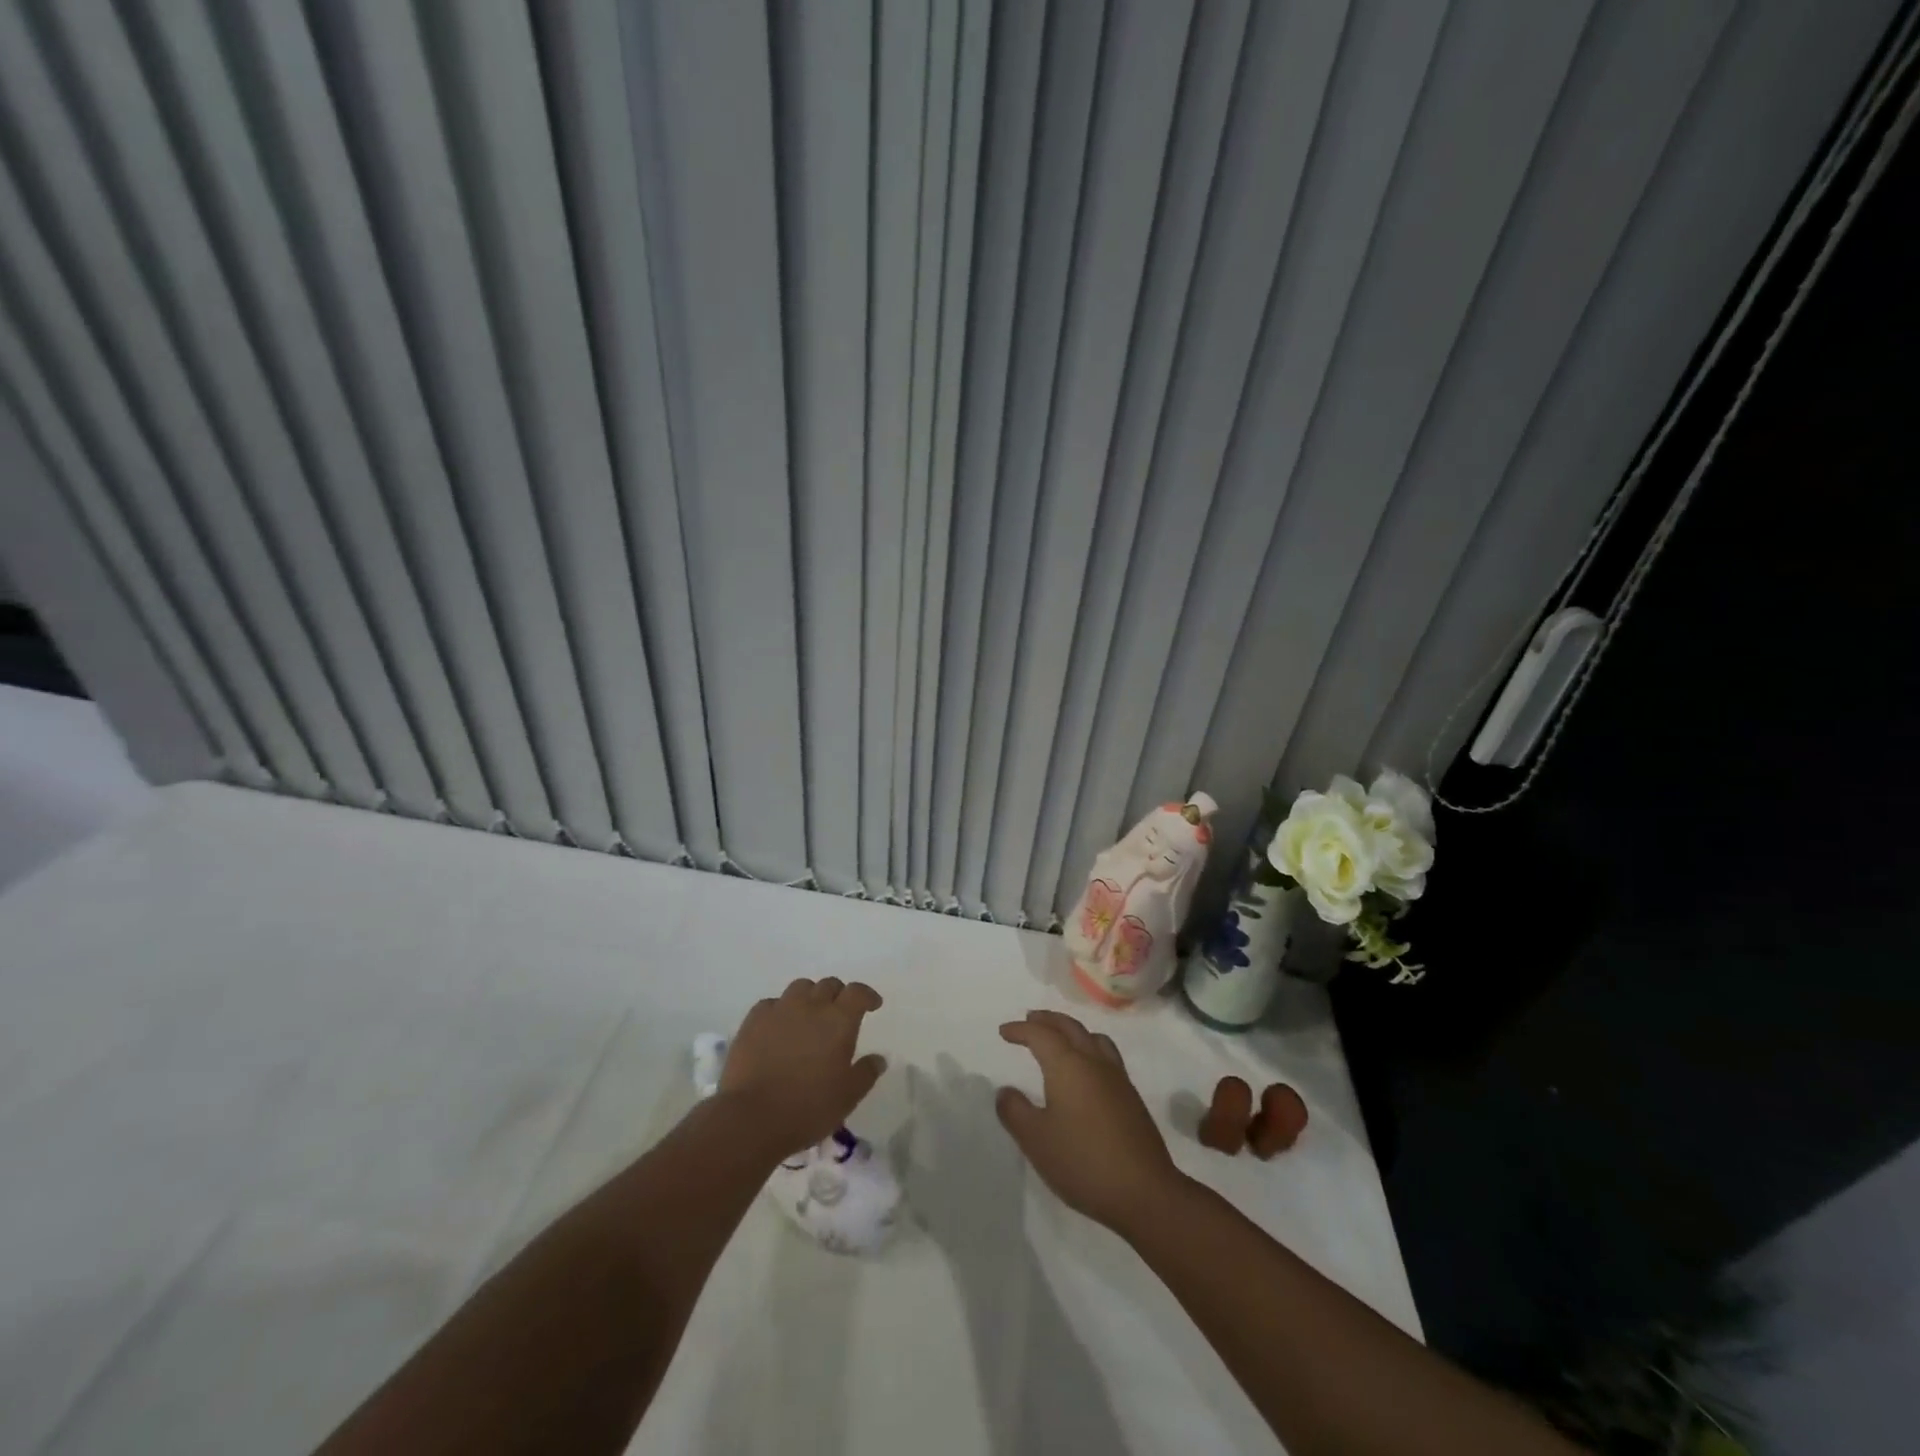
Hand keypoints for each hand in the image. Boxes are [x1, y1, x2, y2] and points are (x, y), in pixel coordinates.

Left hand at [719, 977, 886, 1157]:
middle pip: (829, 985)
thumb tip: (879, 1058)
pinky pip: (772, 1004)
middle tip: (840, 1013)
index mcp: (839, 1020)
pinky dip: (781, 1009)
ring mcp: (780, 1010)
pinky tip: (779, 1026)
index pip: (857, 992)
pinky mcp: (753, 1020)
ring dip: (810, 997)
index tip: (872, 1005)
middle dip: (839, 995)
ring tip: (809, 1016)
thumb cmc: (808, 1107)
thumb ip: (866, 1073)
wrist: (752, 1117)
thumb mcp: (848, 1096)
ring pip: (800, 988)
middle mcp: (811, 1005)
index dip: (867, 995)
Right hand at [995, 1010, 1184, 1235]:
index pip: (1041, 1034)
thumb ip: (1015, 1111)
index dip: (1020, 1030)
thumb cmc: (1082, 1162)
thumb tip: (1005, 1091)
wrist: (1144, 1192)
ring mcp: (1117, 1078)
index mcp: (1068, 1065)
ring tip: (1059, 1038)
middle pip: (1069, 1027)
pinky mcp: (1131, 1096)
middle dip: (1047, 1020)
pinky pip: (1106, 1054)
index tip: (1004, 1032)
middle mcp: (1094, 1062)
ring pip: (1092, 1037)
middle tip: (1030, 1020)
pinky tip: (1086, 1070)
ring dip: (1071, 1030)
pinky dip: (1089, 1047)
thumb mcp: (1036, 1140)